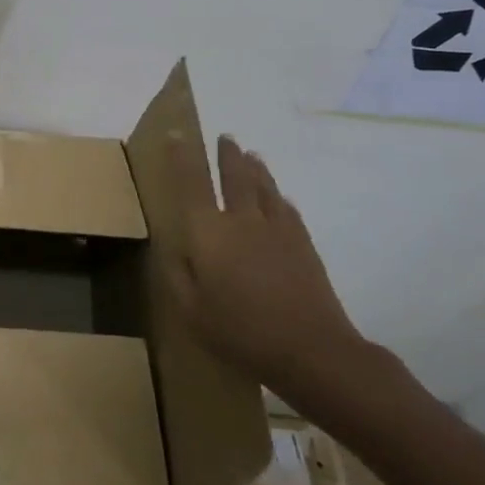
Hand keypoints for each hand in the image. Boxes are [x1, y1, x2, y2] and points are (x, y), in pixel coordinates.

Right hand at [166, 132, 372, 401]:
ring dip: (255, 169)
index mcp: (208, 233)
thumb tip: (172, 248)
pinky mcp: (303, 244)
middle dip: (227, 154)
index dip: (182, 157)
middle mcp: (241, 220)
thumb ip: (177, 275)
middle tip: (225, 138)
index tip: (178, 135)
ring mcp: (277, 229)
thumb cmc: (241, 331)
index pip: (191, 183)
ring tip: (251, 156)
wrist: (312, 348)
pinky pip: (287, 209)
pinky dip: (279, 198)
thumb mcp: (191, 312)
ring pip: (264, 187)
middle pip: (234, 176)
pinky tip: (280, 199)